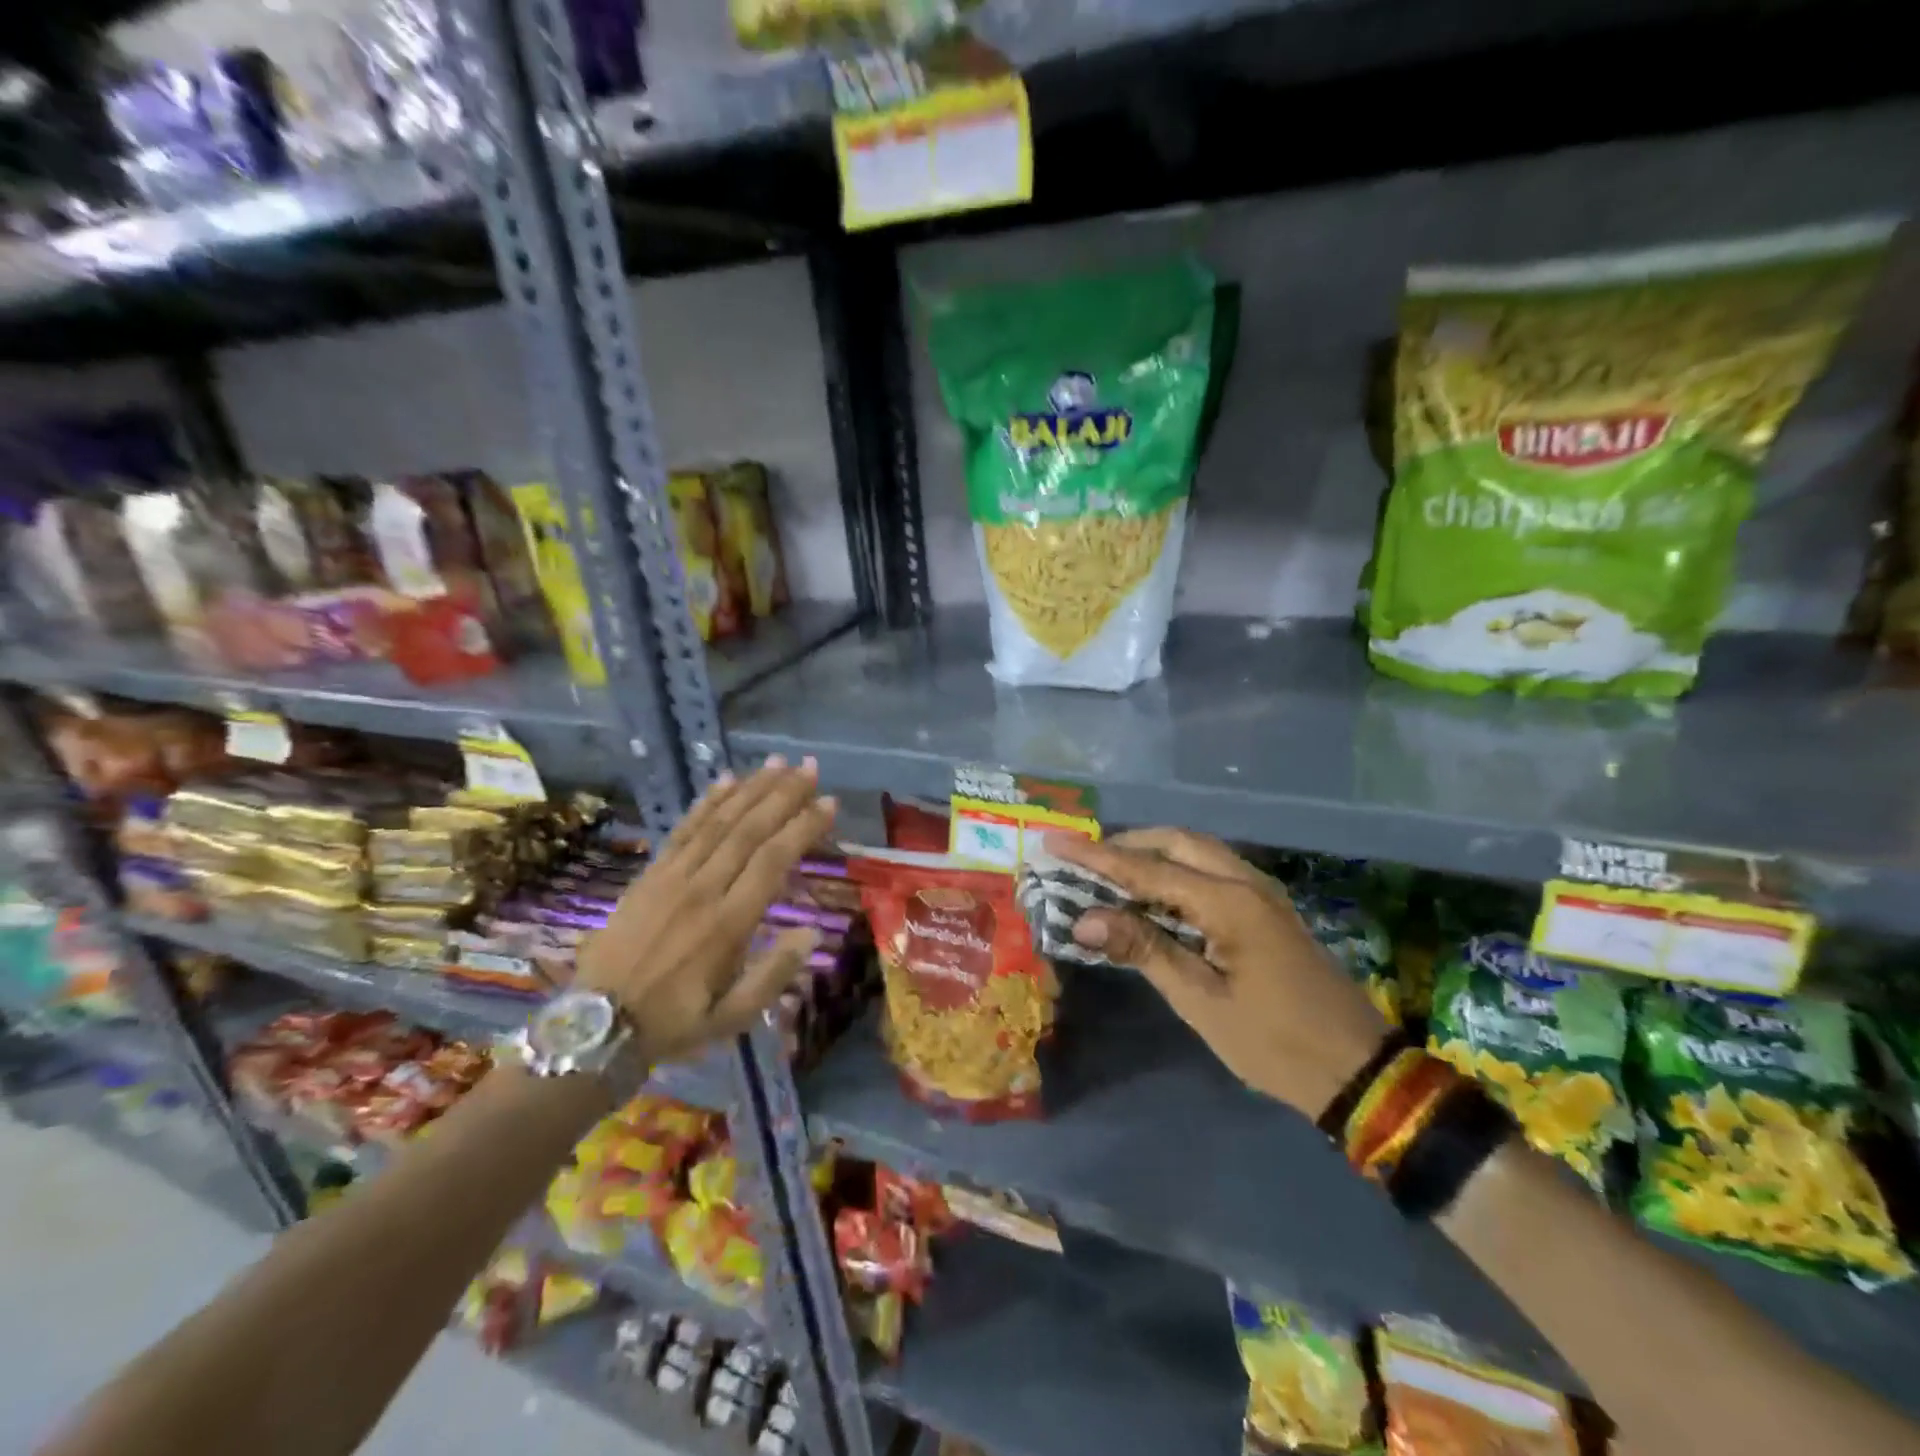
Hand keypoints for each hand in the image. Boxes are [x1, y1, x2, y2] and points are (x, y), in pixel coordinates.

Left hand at [575, 758, 836, 1064]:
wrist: (595, 1025)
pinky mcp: (650, 875)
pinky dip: (706, 803)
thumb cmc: (673, 1023)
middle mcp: (702, 891)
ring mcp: (672, 878)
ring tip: (778, 764)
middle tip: (810, 768)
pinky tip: (726, 781)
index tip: (828, 803)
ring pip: (718, 823)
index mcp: (727, 925)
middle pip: (749, 831)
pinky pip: (682, 830)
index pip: (772, 862)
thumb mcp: (731, 1019)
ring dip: (750, 790)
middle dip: (783, 796)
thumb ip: (773, 975)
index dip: (802, 828)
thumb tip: (811, 931)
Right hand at [1046, 828, 1387, 1115]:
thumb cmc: (1274, 1042)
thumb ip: (1143, 950)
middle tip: (1084, 857)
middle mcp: (1247, 883)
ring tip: (1112, 869)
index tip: (1055, 842)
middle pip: (1178, 841)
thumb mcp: (1200, 1001)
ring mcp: (1263, 893)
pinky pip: (1214, 870)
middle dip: (1128, 844)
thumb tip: (1084, 919)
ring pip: (1199, 851)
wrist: (1357, 1069)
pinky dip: (1178, 868)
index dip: (1097, 857)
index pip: (1148, 869)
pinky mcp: (1268, 909)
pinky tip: (1158, 891)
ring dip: (1154, 853)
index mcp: (1229, 903)